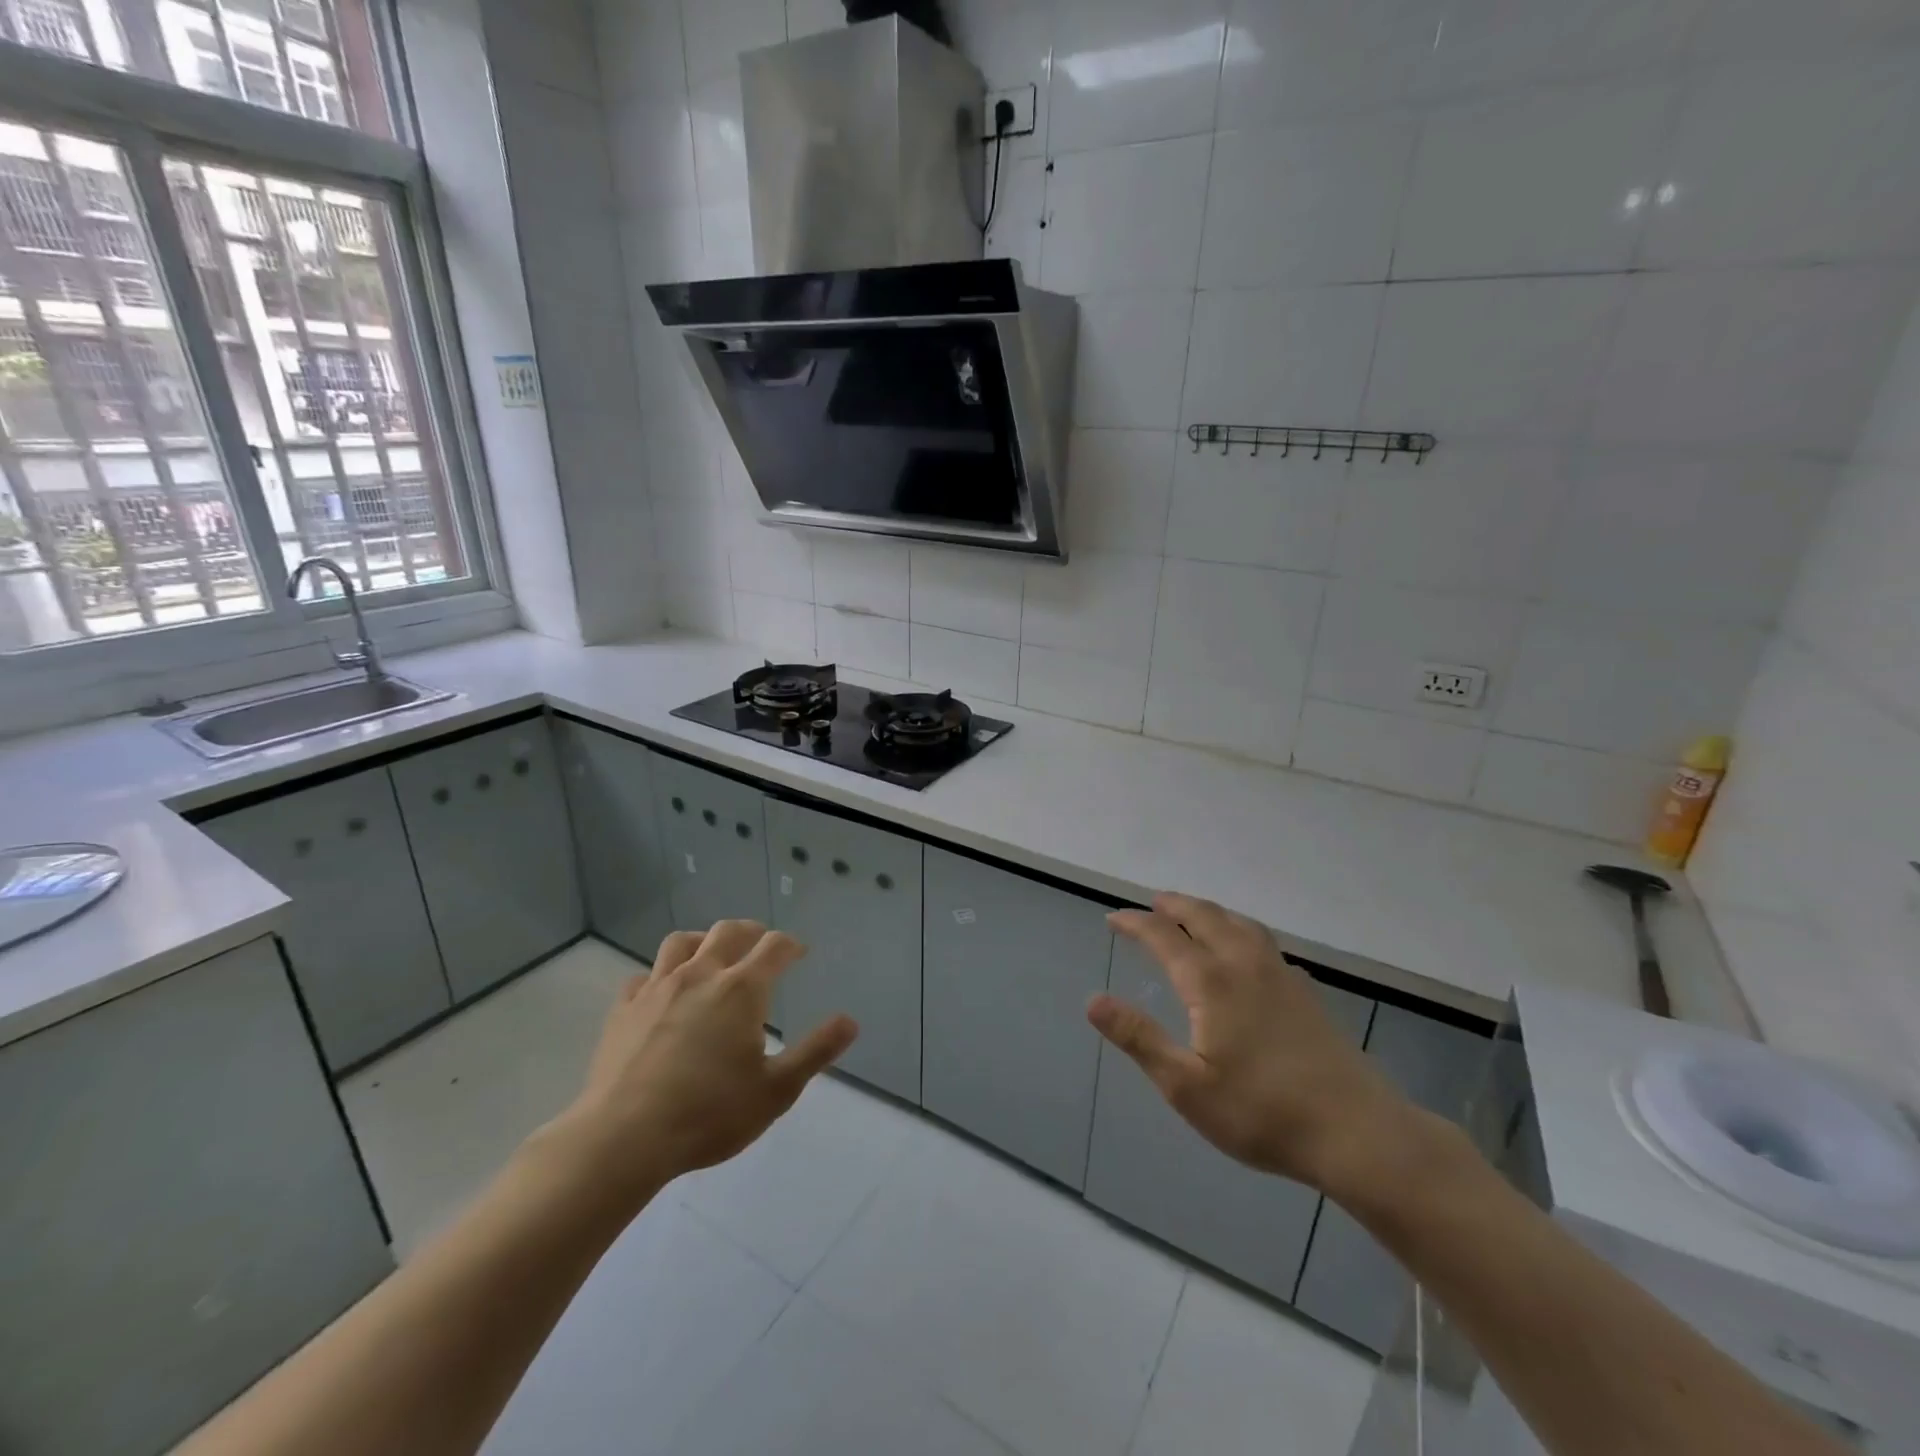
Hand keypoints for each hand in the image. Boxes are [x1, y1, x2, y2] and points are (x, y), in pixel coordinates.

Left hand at [552, 921, 858, 1202]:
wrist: (623, 1139)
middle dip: (751, 932)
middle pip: (728, 932)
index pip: (774, 947)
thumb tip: (850, 1021)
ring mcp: (657, 988)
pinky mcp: (623, 1008)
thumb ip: (815, 1052)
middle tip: (761, 945)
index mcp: (741, 990)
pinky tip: (663, 993)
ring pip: (681, 942)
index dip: (791, 945)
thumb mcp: (776, 1091)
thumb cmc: (709, 1114)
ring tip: (711, 956)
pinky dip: (659, 975)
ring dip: (703, 941)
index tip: (799, 953)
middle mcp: (700, 975)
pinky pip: (643, 975)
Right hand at [1088, 892, 1412, 1198]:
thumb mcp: (1186, 1085)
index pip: (1163, 936)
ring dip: (1208, 911)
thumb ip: (1139, 1038)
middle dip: (1174, 905)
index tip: (1113, 918)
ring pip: (1238, 923)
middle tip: (1152, 904)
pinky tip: (1244, 951)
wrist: (1357, 1132)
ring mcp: (1281, 974)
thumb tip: (1092, 1000)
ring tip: (1193, 914)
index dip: (1134, 923)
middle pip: (1205, 916)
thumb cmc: (1262, 1112)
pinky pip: (1262, 940)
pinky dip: (1238, 929)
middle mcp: (1244, 964)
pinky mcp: (1305, 992)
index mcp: (1211, 981)